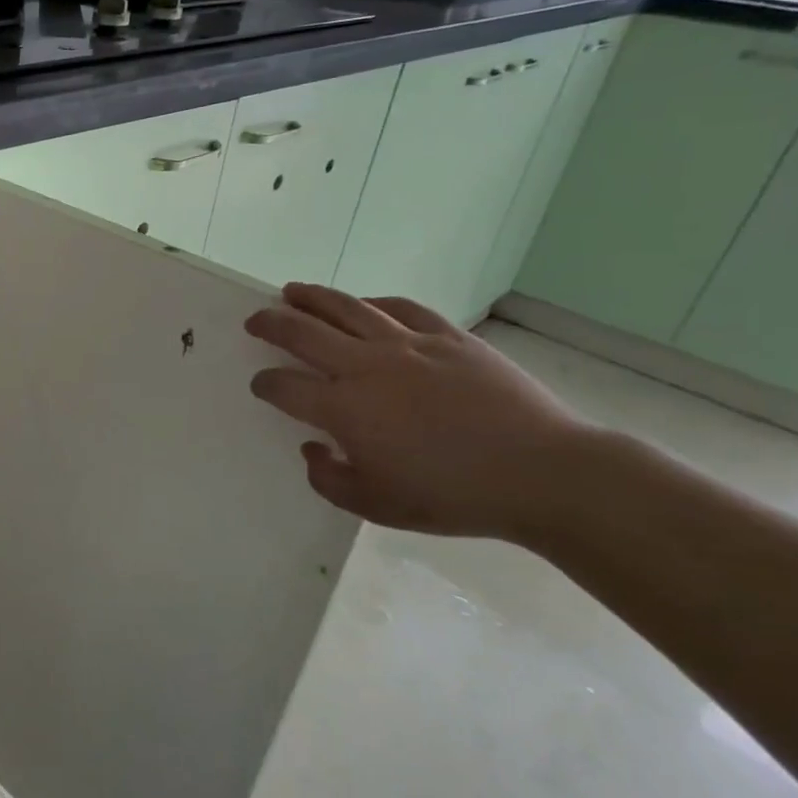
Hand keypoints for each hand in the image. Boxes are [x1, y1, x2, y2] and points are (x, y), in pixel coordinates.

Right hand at [246, 283, 596, 541]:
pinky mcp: (449, 338)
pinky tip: (366, 303)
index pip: (285, 387)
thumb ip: (329, 480)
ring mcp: (409, 345)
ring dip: (313, 298)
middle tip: (255, 320)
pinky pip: (402, 309)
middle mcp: (366, 367)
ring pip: (348, 309)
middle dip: (271, 324)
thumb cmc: (452, 496)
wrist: (542, 474)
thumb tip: (313, 450)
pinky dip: (375, 303)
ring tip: (293, 291)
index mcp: (344, 409)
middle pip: (304, 333)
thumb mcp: (376, 506)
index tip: (260, 385)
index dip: (265, 384)